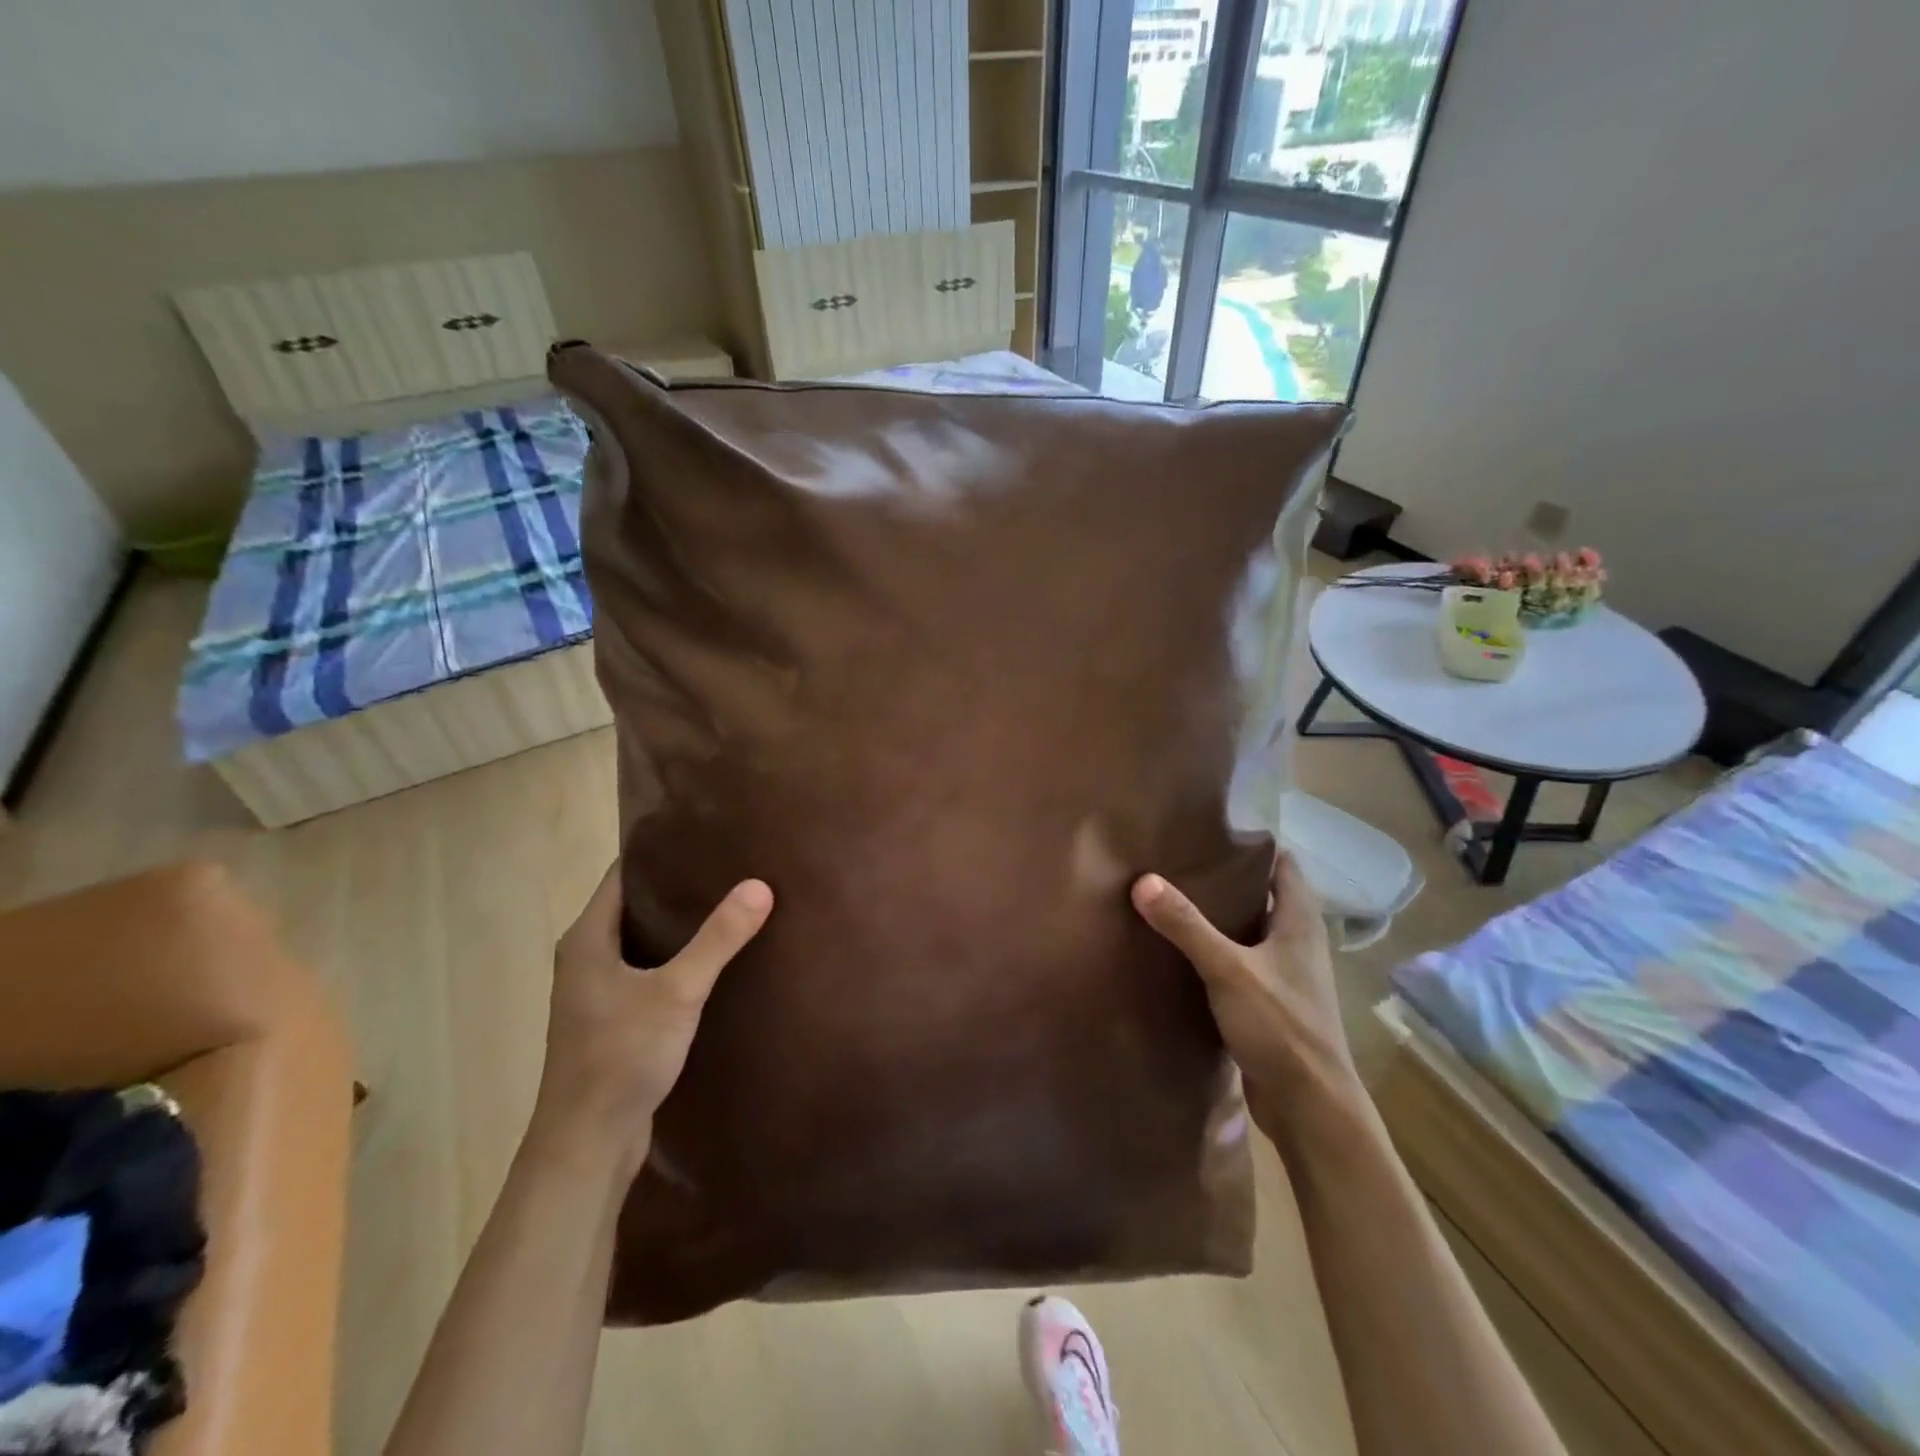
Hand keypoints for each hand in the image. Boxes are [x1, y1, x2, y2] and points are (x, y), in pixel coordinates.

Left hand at [532, 863, 772, 1173]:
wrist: (587, 1143)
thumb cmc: (621, 1056)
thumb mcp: (677, 991)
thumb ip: (718, 939)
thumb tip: (760, 885)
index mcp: (587, 938)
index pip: (622, 875)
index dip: (659, 851)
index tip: (704, 834)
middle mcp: (586, 957)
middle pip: (635, 905)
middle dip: (677, 885)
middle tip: (729, 865)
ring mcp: (597, 991)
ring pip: (642, 940)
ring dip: (678, 924)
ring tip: (729, 901)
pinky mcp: (613, 1019)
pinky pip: (647, 971)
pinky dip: (676, 957)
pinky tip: (714, 958)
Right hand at [1132, 852, 1359, 1133]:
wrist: (1311, 1108)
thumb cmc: (1282, 1028)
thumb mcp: (1228, 970)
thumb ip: (1187, 926)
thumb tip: (1143, 881)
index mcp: (1300, 923)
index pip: (1284, 865)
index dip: (1253, 844)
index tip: (1211, 830)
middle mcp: (1297, 943)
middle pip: (1264, 896)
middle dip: (1226, 878)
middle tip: (1179, 861)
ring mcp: (1285, 976)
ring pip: (1250, 931)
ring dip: (1220, 917)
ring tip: (1173, 898)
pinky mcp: (1270, 1004)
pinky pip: (1240, 964)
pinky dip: (1216, 952)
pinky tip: (1181, 952)